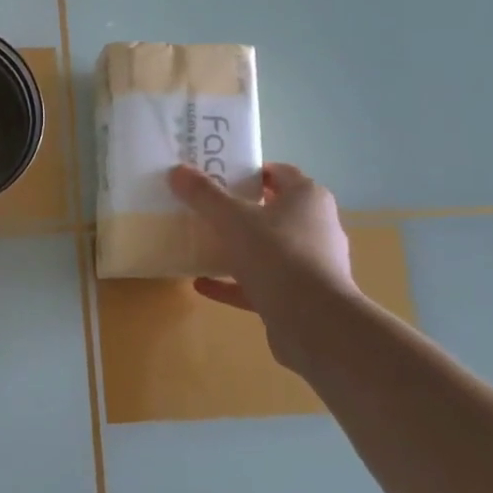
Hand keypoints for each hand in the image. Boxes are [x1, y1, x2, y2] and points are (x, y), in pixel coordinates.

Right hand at [168, 162, 358, 369]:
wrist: (314, 322)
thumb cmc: (277, 255)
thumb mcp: (232, 219)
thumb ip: (204, 195)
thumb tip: (178, 170)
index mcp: (307, 198)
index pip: (279, 173)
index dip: (249, 171)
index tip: (217, 175)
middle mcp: (315, 226)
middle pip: (273, 210)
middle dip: (240, 210)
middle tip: (204, 208)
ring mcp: (309, 263)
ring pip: (267, 248)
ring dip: (237, 247)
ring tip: (202, 245)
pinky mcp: (300, 295)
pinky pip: (260, 282)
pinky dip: (233, 282)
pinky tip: (203, 284)